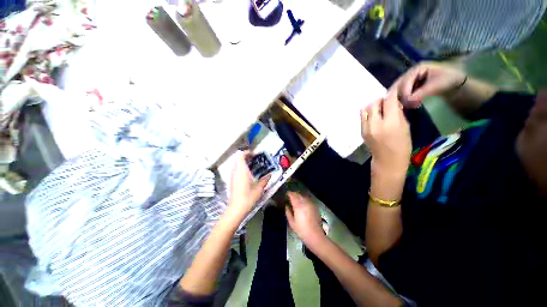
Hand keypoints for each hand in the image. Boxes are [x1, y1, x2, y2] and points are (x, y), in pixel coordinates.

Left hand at [227, 151, 269, 219]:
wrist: (236, 208)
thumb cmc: (248, 197)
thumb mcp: (259, 189)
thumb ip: (264, 180)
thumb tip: (269, 174)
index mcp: (241, 170)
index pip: (241, 155)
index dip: (247, 152)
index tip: (255, 154)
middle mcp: (235, 171)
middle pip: (238, 159)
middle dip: (246, 158)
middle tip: (255, 160)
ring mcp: (232, 176)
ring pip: (236, 165)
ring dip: (243, 164)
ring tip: (253, 167)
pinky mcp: (232, 182)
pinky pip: (236, 171)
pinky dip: (241, 170)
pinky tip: (249, 176)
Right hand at [285, 192, 324, 243]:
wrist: (314, 234)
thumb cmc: (301, 229)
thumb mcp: (291, 222)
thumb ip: (288, 212)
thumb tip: (287, 206)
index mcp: (299, 206)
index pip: (293, 195)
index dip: (289, 194)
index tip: (285, 194)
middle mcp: (306, 203)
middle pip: (299, 195)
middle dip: (294, 195)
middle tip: (289, 198)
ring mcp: (312, 204)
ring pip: (304, 197)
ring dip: (300, 197)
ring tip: (295, 201)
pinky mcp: (316, 207)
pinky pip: (309, 201)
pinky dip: (304, 200)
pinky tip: (302, 205)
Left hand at [361, 91, 410, 198]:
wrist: (388, 166)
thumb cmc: (402, 148)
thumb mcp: (406, 128)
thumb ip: (399, 113)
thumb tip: (394, 102)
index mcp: (391, 123)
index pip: (389, 100)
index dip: (392, 93)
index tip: (395, 91)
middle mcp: (377, 123)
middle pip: (376, 102)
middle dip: (382, 100)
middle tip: (388, 104)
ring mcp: (367, 128)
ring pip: (367, 107)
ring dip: (374, 105)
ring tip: (381, 110)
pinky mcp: (362, 131)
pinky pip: (363, 115)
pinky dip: (369, 113)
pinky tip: (375, 116)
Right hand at [391, 62, 466, 107]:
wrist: (458, 84)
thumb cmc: (448, 81)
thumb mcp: (436, 86)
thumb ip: (422, 92)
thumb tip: (408, 101)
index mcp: (418, 68)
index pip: (406, 79)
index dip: (404, 90)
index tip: (405, 102)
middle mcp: (414, 72)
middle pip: (402, 82)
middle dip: (399, 93)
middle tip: (398, 106)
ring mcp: (416, 79)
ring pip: (405, 87)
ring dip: (403, 96)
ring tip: (403, 106)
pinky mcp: (419, 86)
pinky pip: (410, 91)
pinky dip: (408, 98)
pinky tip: (409, 105)